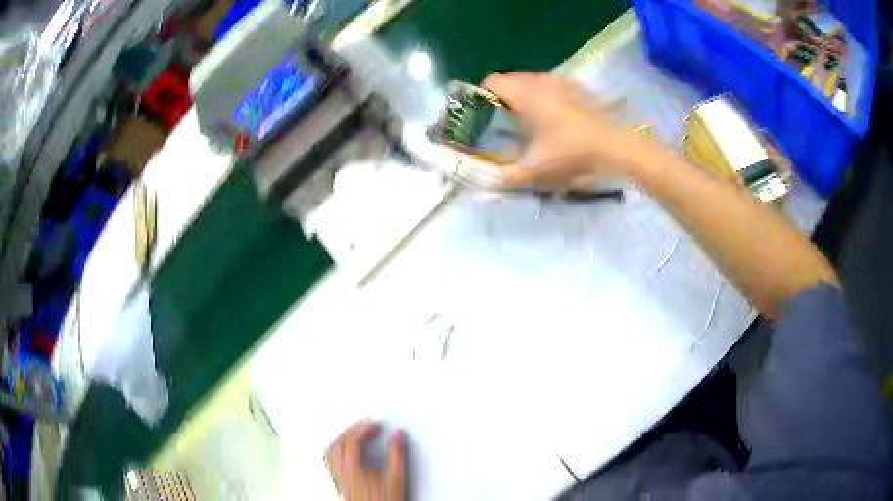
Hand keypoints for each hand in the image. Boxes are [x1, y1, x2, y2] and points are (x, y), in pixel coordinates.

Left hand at [325, 421, 407, 500]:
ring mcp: (338, 479)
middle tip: (368, 426)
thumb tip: (398, 435)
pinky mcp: (340, 485)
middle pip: (338, 443)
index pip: (352, 440)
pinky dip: (338, 451)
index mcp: (352, 467)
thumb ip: (397, 454)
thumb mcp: (397, 478)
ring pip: (331, 452)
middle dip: (352, 430)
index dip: (364, 428)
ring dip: (342, 439)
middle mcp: (340, 471)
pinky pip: (331, 462)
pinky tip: (348, 454)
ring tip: (356, 435)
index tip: (376, 424)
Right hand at [482, 73, 647, 188]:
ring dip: (522, 99)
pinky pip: (548, 86)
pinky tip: (553, 121)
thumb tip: (485, 182)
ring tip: (528, 125)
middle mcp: (540, 79)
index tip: (484, 120)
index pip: (490, 82)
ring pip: (529, 82)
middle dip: (501, 101)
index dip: (481, 98)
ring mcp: (561, 81)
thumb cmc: (573, 153)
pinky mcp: (576, 87)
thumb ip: (506, 176)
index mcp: (525, 92)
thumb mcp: (536, 170)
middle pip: (509, 81)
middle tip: (504, 127)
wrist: (618, 147)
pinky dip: (542, 98)